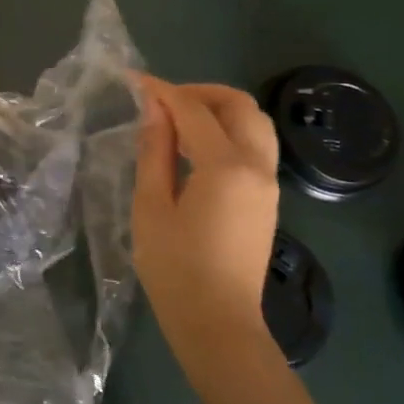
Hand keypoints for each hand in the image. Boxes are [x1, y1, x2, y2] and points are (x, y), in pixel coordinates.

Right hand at [132, 76, 279, 350]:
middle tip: (162, 100)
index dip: (164, 91)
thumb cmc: (175, 268)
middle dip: (201, 92)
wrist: (218, 323)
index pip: (195, 111)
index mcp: (226, 167)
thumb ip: (154, 152)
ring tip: (177, 122)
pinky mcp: (267, 200)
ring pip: (255, 124)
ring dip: (218, 110)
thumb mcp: (151, 206)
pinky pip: (254, 147)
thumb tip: (154, 111)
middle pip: (240, 106)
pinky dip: (227, 132)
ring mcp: (268, 184)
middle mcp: (257, 166)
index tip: (135, 81)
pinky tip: (194, 149)